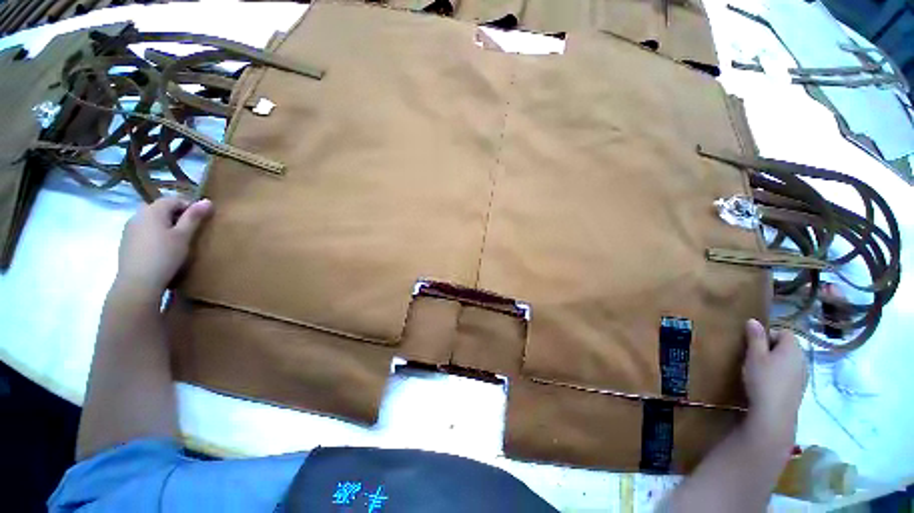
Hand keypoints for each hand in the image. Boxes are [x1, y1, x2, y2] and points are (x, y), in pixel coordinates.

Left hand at [115, 197, 212, 299]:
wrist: (138, 282)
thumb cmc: (164, 255)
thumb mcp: (184, 236)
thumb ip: (194, 217)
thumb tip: (207, 200)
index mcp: (152, 210)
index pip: (173, 199)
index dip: (189, 206)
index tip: (200, 220)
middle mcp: (138, 215)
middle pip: (159, 208)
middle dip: (174, 215)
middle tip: (188, 230)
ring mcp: (129, 228)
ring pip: (150, 219)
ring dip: (164, 225)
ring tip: (175, 240)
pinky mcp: (126, 241)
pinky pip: (143, 230)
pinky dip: (154, 234)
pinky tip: (161, 249)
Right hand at [742, 319, 807, 446]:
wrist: (774, 413)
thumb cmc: (763, 379)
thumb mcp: (754, 356)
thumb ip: (755, 337)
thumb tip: (753, 320)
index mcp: (793, 348)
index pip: (784, 332)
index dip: (768, 334)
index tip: (753, 344)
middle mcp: (802, 359)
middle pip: (788, 346)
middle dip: (772, 348)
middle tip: (754, 356)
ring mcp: (803, 375)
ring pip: (789, 361)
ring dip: (776, 361)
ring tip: (760, 370)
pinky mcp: (800, 388)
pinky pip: (790, 373)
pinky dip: (780, 373)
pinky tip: (769, 383)